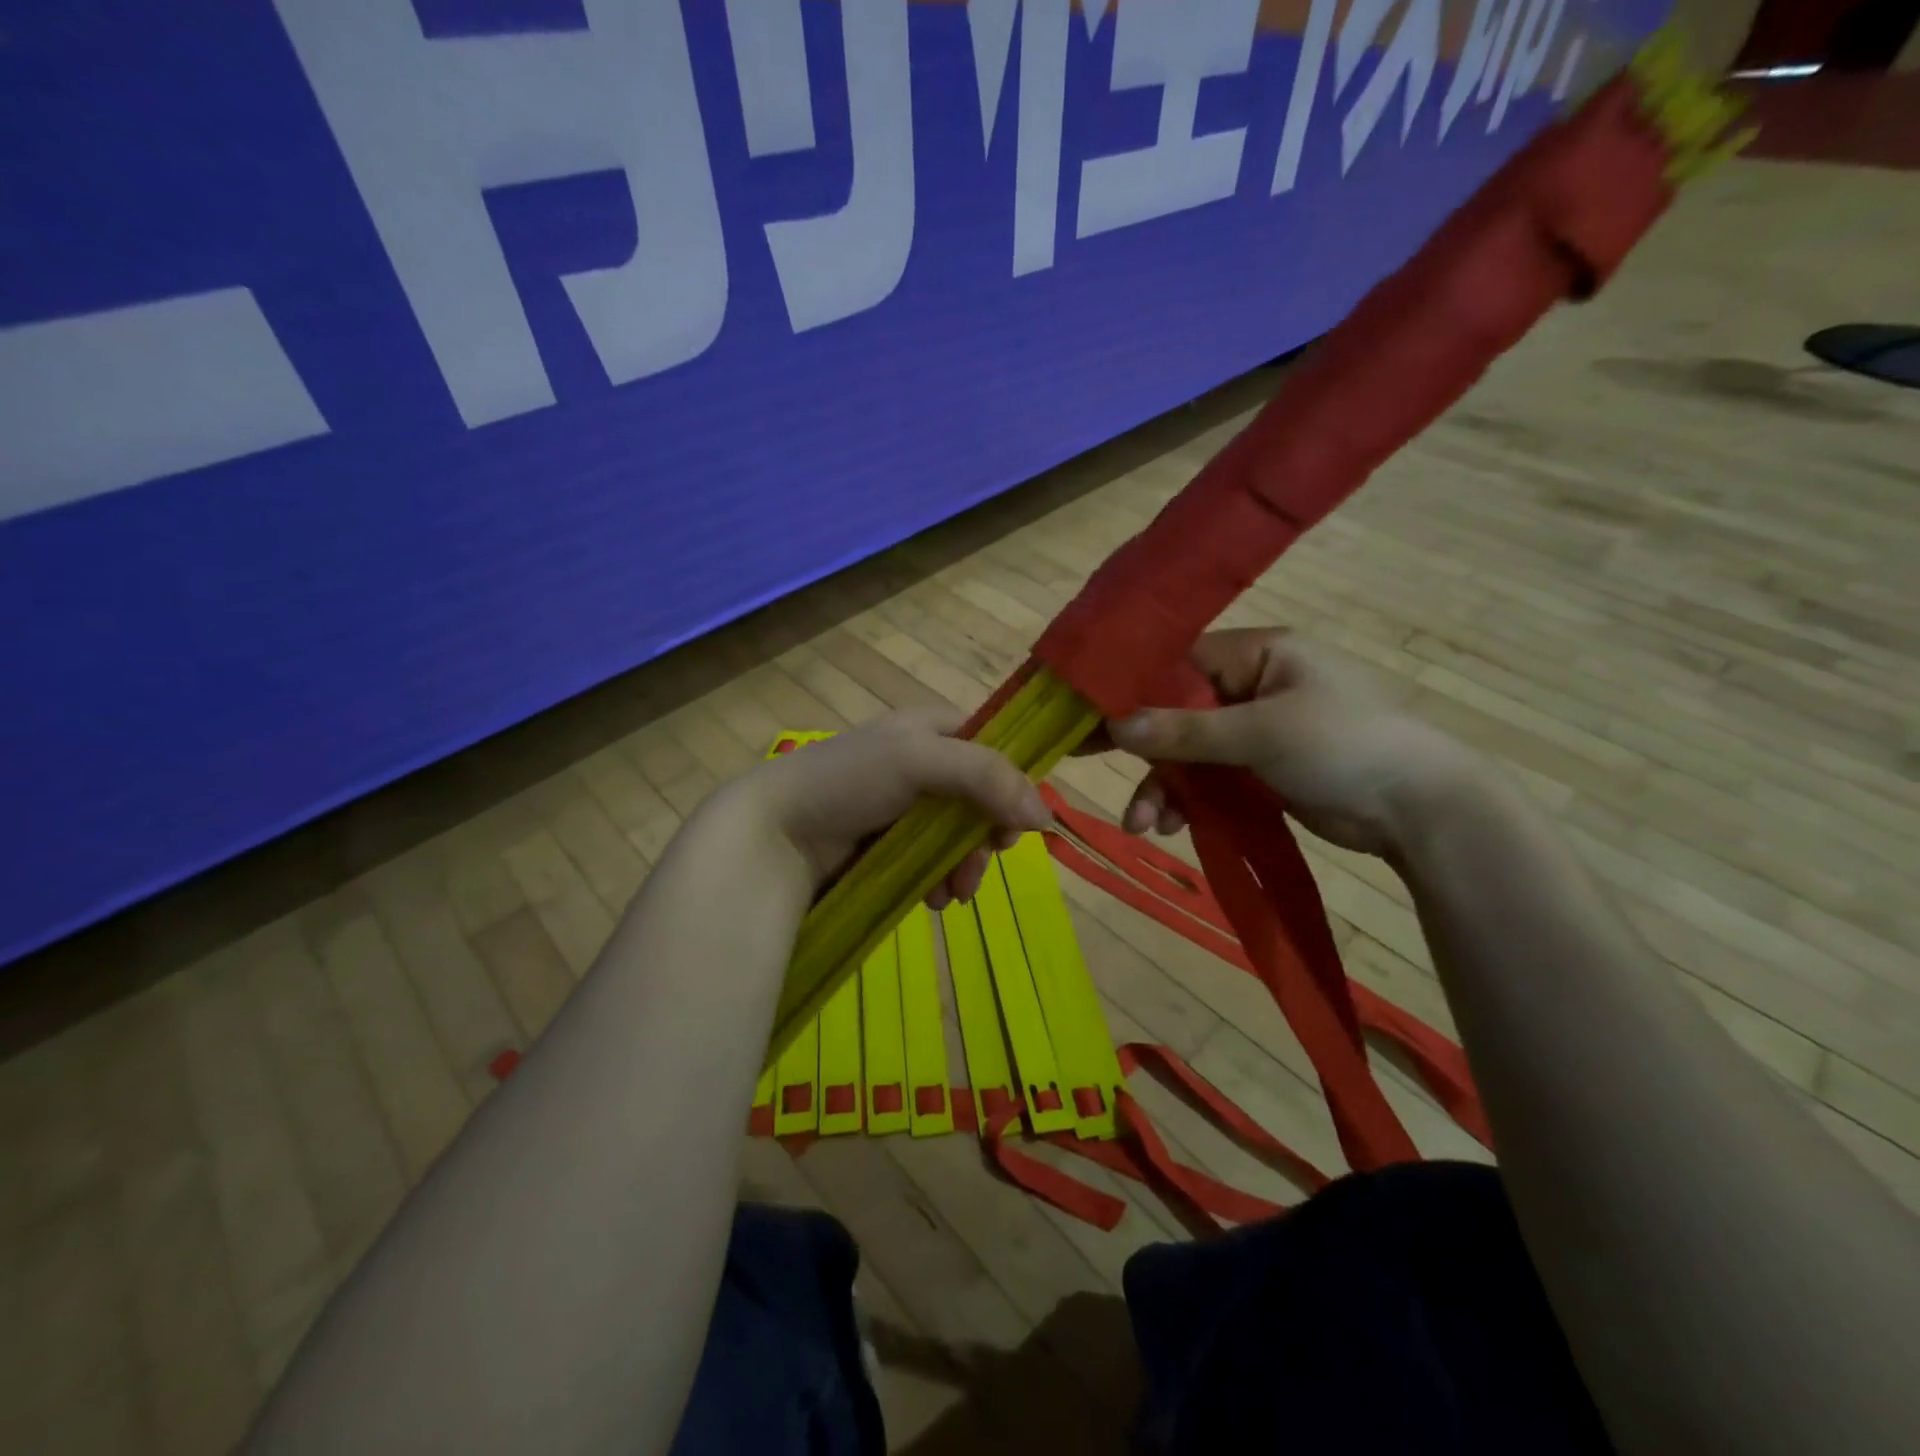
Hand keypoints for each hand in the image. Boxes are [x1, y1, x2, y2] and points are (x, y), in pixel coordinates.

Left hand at [715, 708, 1053, 905]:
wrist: (774, 832)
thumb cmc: (848, 781)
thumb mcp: (919, 761)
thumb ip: (986, 777)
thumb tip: (1044, 815)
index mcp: (928, 728)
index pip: (991, 747)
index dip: (1011, 783)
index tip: (1016, 823)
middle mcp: (920, 762)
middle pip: (980, 798)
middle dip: (984, 837)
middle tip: (983, 864)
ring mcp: (903, 806)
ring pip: (958, 835)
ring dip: (964, 866)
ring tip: (952, 894)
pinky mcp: (887, 844)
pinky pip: (932, 859)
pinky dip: (940, 879)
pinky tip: (933, 899)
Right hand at [1105, 629, 1478, 856]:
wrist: (1420, 810)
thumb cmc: (1345, 746)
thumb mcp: (1261, 732)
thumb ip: (1186, 729)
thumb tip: (1114, 723)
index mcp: (1255, 654)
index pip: (1175, 661)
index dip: (1129, 685)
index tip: (1084, 712)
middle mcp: (1248, 685)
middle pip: (1173, 709)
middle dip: (1140, 746)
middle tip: (1079, 758)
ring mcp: (1252, 730)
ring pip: (1186, 750)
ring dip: (1161, 785)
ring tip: (1144, 823)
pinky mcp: (1257, 769)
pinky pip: (1206, 779)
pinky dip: (1187, 801)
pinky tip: (1170, 826)